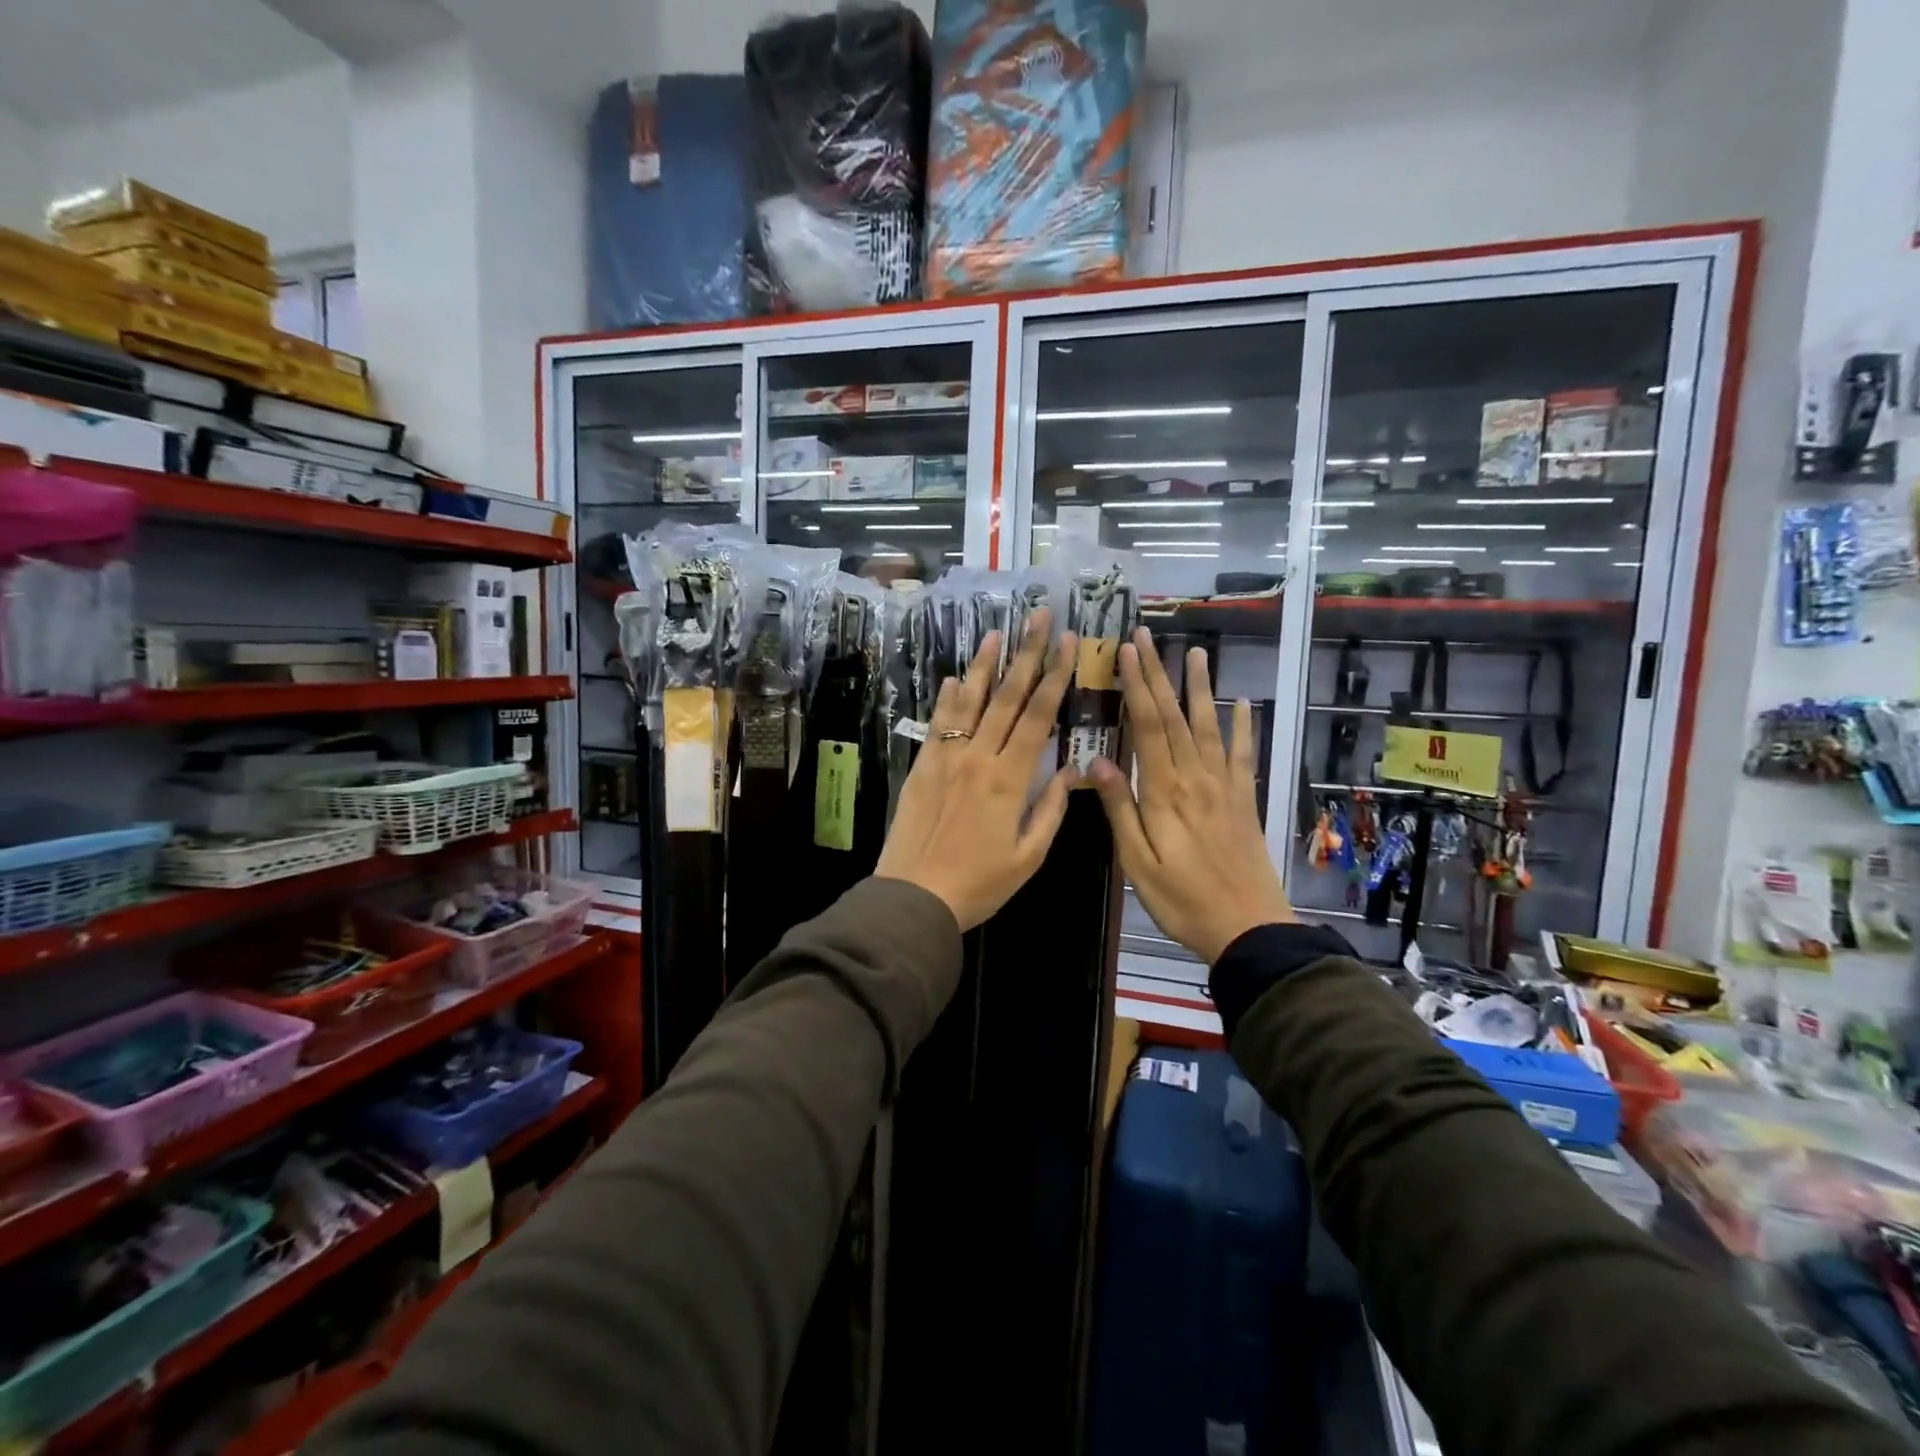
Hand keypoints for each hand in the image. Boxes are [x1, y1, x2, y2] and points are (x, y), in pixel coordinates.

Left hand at [875, 611, 1078, 930]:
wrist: (914, 895)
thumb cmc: (979, 883)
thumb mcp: (1028, 856)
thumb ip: (1050, 810)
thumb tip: (1072, 771)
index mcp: (1010, 779)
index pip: (1038, 716)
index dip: (1055, 676)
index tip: (1068, 642)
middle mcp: (979, 757)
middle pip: (1006, 697)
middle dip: (1026, 653)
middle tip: (1038, 616)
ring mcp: (946, 758)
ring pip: (969, 702)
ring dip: (984, 665)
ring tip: (996, 632)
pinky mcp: (923, 767)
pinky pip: (939, 725)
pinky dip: (949, 699)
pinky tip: (955, 679)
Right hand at [1087, 630, 1294, 963]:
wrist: (1248, 927)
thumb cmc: (1182, 899)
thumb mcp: (1137, 862)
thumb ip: (1119, 809)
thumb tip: (1096, 761)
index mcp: (1165, 792)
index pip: (1148, 727)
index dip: (1136, 687)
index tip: (1125, 653)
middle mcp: (1197, 778)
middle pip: (1175, 717)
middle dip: (1159, 674)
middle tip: (1147, 637)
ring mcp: (1225, 786)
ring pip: (1209, 726)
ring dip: (1200, 687)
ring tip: (1195, 652)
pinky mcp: (1244, 799)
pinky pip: (1244, 755)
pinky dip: (1244, 726)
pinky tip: (1243, 703)